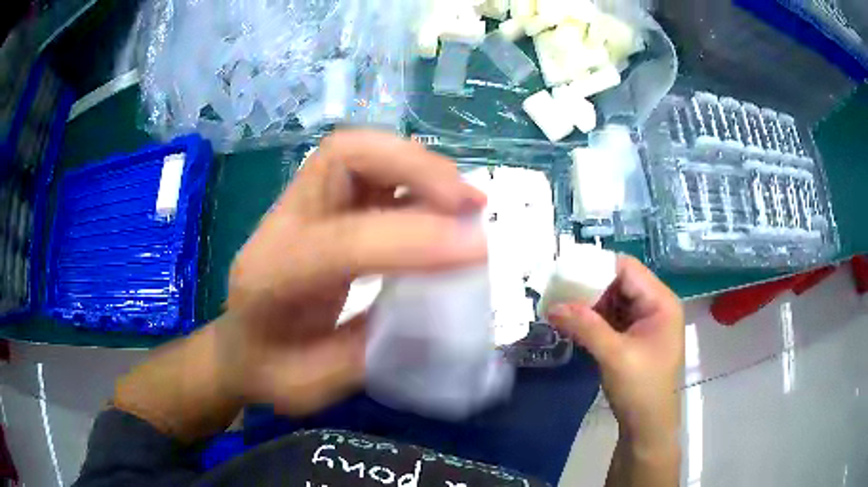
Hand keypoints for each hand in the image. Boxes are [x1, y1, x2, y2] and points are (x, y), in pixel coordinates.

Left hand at [219, 129, 486, 415]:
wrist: (238, 348)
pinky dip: (412, 177)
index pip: (341, 241)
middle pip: (341, 155)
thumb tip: (439, 321)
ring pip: (357, 150)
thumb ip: (369, 354)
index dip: (411, 239)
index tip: (476, 249)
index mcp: (270, 278)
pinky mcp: (320, 205)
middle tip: (468, 204)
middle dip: (413, 168)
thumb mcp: (312, 387)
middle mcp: (281, 226)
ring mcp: (299, 207)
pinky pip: (368, 169)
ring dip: (417, 165)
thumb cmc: (268, 371)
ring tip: (464, 201)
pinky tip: (442, 205)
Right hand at [547, 256, 683, 451]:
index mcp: (661, 302)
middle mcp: (655, 305)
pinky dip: (593, 319)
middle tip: (558, 290)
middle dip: (589, 286)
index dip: (597, 266)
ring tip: (560, 304)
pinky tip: (572, 322)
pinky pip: (612, 318)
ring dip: (589, 303)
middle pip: (620, 282)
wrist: (647, 426)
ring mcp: (645, 322)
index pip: (628, 269)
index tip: (566, 272)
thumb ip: (585, 326)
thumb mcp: (614, 356)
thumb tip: (552, 306)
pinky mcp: (634, 337)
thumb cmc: (641, 389)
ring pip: (614, 300)